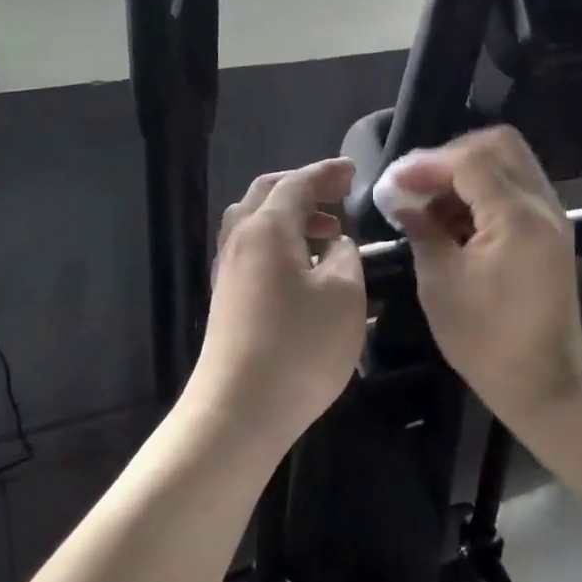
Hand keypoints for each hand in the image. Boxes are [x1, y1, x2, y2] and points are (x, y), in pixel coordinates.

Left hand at [187, 158, 366, 446]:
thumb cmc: (299, 346)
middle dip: (304, 188)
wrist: (239, 409)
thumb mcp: (344, 295)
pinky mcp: (227, 299)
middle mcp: (240, 241)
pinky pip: (254, 252)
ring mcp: (228, 271)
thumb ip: (346, 257)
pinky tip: (307, 271)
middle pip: (267, 195)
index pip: (296, 183)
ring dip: (291, 218)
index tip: (354, 171)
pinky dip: (281, 245)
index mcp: (267, 228)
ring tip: (329, 234)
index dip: (326, 173)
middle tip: (339, 196)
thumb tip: (336, 245)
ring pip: (256, 224)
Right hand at [391, 127, 581, 425]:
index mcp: (517, 218)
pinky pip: (516, 188)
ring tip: (431, 205)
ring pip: (510, 163)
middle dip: (451, 156)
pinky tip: (455, 219)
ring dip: (467, 172)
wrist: (544, 381)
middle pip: (499, 145)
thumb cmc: (486, 340)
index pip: (471, 160)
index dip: (427, 164)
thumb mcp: (441, 284)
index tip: (394, 184)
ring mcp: (552, 217)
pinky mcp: (549, 231)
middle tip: (417, 185)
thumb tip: (402, 203)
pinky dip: (484, 190)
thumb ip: (422, 231)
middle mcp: (542, 206)